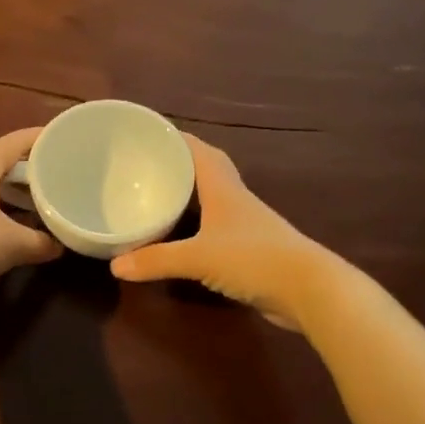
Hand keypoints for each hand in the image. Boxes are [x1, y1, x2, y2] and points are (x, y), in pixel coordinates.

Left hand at [0, 129, 61, 295]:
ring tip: (35, 197)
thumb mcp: (14, 245)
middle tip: (56, 172)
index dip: (42, 138)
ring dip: (10, 187)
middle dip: (28, 166)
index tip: (64, 138)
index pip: (16, 141)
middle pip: (0, 159)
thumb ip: (43, 242)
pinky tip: (6, 221)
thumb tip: (61, 244)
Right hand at [110, 134, 326, 329]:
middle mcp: (234, 199)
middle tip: (147, 164)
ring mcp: (245, 225)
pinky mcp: (250, 249)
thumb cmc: (253, 259)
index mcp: (222, 188)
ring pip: (211, 199)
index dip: (174, 138)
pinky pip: (215, 228)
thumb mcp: (198, 258)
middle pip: (206, 170)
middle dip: (179, 164)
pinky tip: (179, 237)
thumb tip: (115, 265)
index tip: (147, 132)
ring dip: (188, 195)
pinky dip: (195, 226)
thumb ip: (156, 260)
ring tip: (156, 196)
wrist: (309, 291)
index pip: (197, 150)